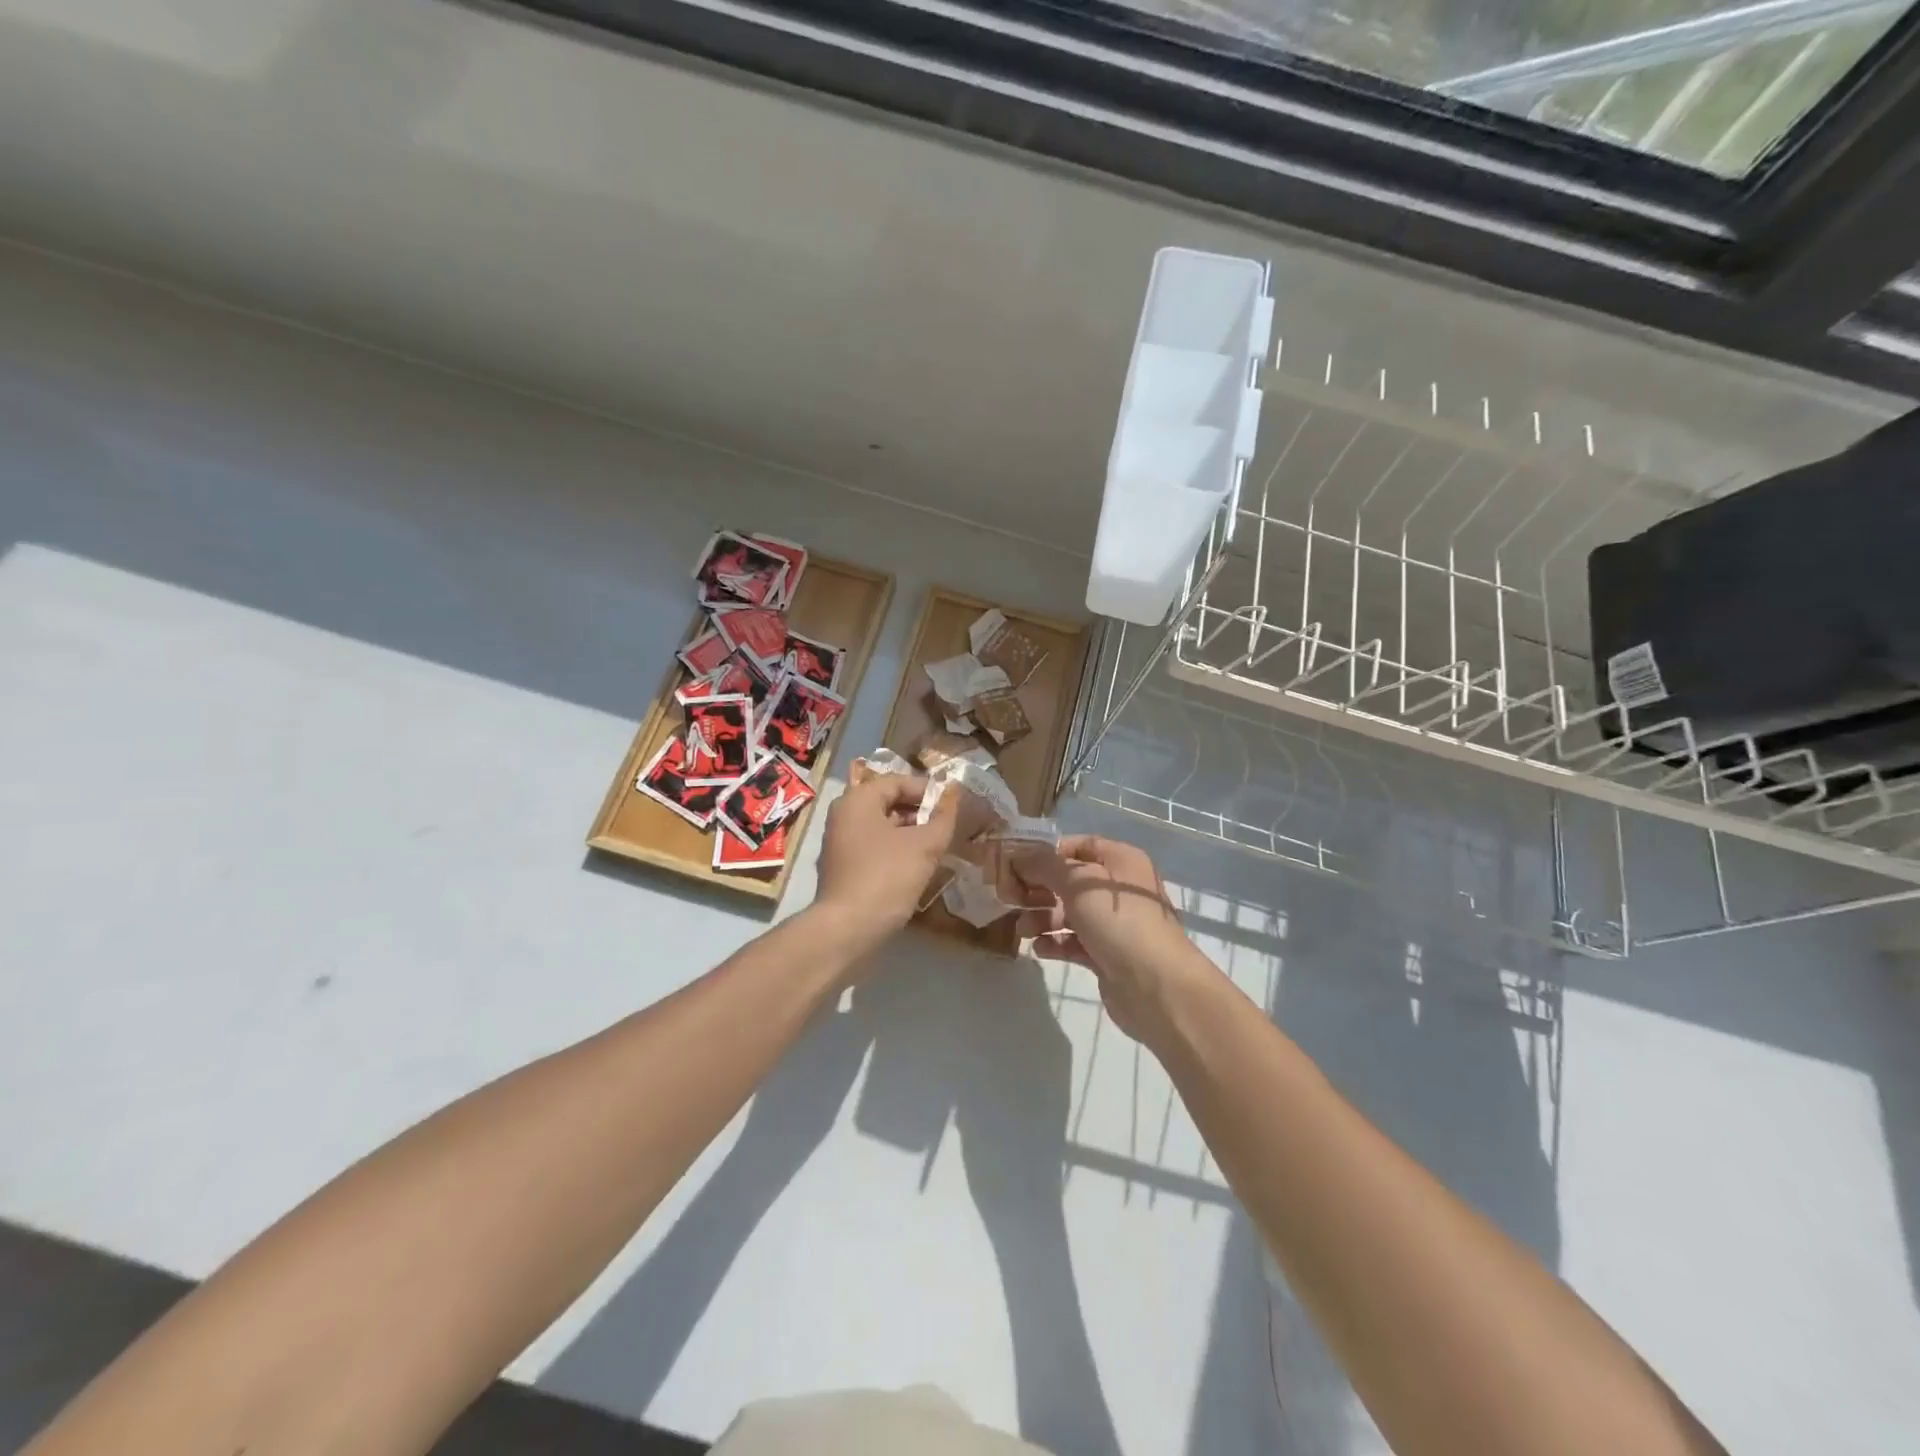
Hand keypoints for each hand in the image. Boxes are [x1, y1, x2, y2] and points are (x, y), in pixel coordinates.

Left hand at [812, 771, 960, 951]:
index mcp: (858, 800)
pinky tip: (916, 866)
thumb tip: (955, 791)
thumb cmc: (886, 877)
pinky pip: (874, 847)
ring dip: (910, 832)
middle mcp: (844, 814)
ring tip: (937, 846)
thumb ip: (943, 816)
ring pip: (882, 826)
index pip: (898, 781)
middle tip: (947, 825)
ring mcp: (839, 842)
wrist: (847, 930)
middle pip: (888, 802)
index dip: (928, 790)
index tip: (953, 805)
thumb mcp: (924, 845)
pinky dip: (896, 849)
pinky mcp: (842, 867)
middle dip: (920, 811)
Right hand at [1012, 835, 1217, 1043]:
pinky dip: (1055, 942)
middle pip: (1070, 881)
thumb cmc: (1118, 920)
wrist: (1156, 985)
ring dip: (1042, 917)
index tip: (1014, 864)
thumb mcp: (1078, 883)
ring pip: (1069, 912)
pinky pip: (1074, 941)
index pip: (1077, 845)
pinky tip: (1038, 948)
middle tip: (1009, 898)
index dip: (1046, 853)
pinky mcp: (1107, 954)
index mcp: (1120, 861)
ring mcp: (1114, 923)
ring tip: (1022, 929)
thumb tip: (1019, 855)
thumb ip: (1045, 866)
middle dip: (1039, 888)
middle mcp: (1118, 888)